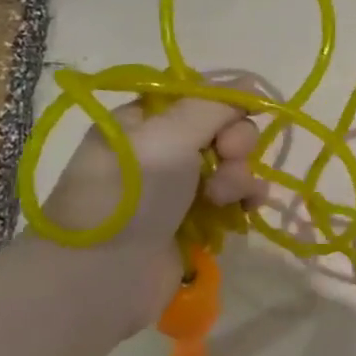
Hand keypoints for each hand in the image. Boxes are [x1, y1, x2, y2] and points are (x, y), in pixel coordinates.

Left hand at [39, 97, 265, 333]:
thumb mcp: (168, 135)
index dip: (225, 106)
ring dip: (240, 176)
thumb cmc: (130, 193)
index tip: (230, 121)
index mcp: (146, 121)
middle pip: (223, 131)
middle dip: (236, 144)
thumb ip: (214, 105)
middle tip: (227, 158)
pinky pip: (235, 201)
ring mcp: (180, 189)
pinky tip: (247, 210)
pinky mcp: (196, 224)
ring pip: (233, 167)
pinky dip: (244, 201)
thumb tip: (253, 81)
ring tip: (223, 198)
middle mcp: (163, 150)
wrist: (102, 274)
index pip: (200, 98)